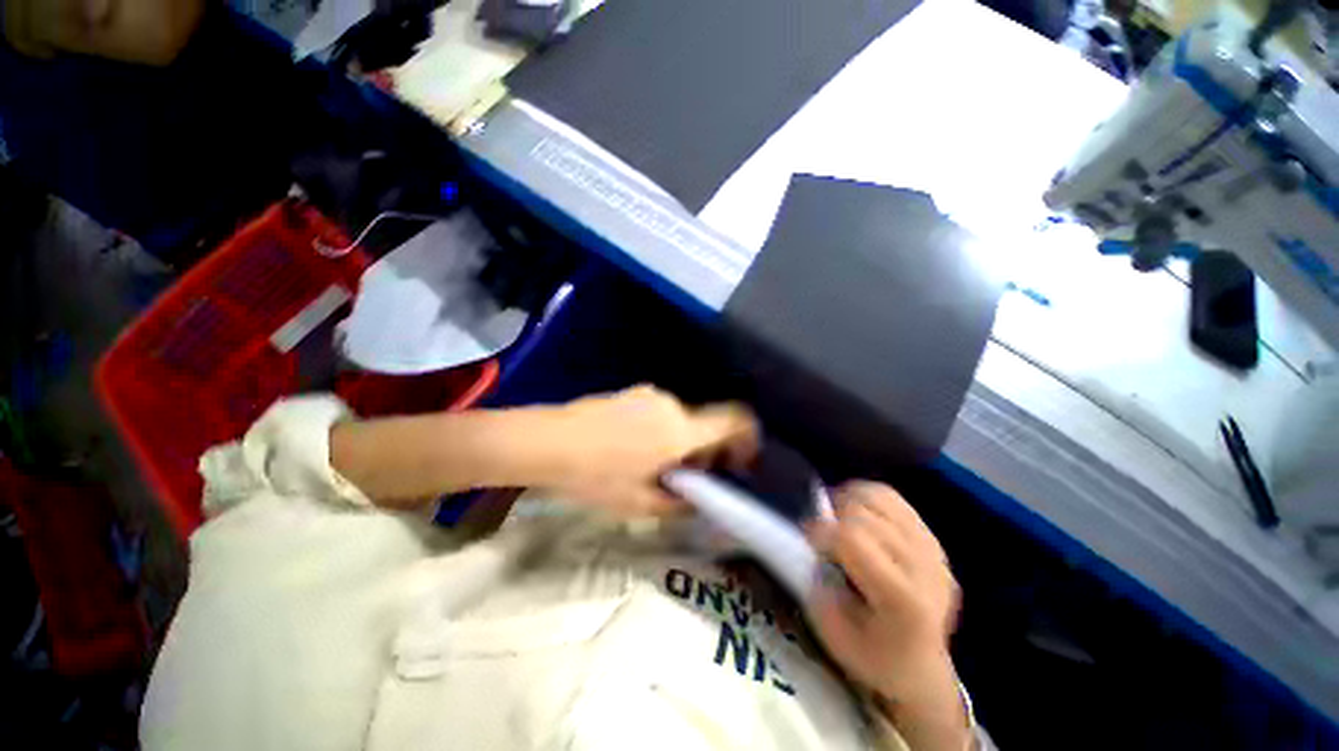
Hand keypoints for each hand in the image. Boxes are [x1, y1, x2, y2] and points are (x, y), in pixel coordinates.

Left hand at [538, 386, 758, 516]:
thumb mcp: (639, 503)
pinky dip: (662, 432)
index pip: (734, 420)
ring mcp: (650, 395)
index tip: (741, 461)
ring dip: (681, 443)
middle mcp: (672, 406)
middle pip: (705, 426)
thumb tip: (699, 498)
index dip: (748, 437)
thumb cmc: (595, 476)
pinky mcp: (632, 393)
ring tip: (652, 468)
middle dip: (705, 453)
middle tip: (684, 480)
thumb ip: (679, 502)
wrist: (546, 441)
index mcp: (680, 430)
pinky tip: (632, 450)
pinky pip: (661, 413)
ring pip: (681, 421)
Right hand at [807, 482, 968, 749]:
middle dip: (832, 517)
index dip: (820, 531)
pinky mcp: (932, 539)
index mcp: (903, 599)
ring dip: (848, 501)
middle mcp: (925, 567)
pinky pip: (891, 497)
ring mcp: (933, 550)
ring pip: (878, 496)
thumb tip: (810, 544)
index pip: (853, 537)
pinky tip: (857, 517)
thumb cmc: (872, 656)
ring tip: (838, 522)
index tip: (807, 541)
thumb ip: (816, 584)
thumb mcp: (832, 633)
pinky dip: (865, 498)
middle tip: (822, 537)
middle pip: (864, 512)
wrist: (921, 669)